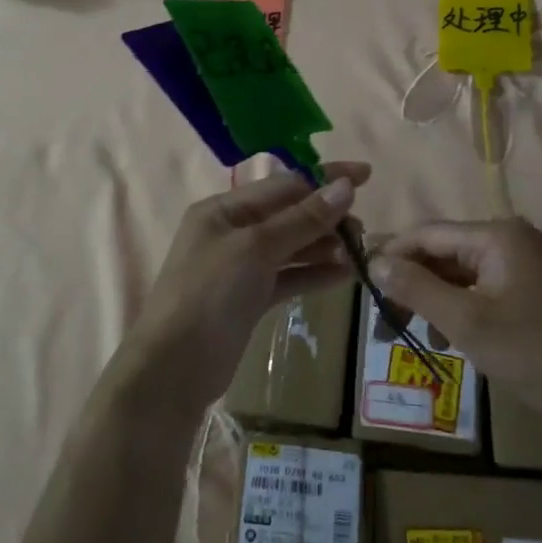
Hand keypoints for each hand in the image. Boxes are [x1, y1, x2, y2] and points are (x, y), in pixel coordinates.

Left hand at [125, 163, 369, 406]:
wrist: (175, 367)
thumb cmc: (210, 294)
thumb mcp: (256, 248)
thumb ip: (302, 219)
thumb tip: (345, 187)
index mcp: (224, 209)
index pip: (283, 184)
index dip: (325, 179)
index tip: (366, 176)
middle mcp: (232, 231)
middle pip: (289, 214)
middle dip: (327, 217)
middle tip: (362, 231)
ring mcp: (241, 267)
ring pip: (292, 246)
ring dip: (325, 246)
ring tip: (360, 253)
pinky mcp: (250, 298)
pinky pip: (289, 277)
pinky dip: (315, 274)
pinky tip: (345, 275)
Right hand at [371, 219, 541, 428]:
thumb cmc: (540, 354)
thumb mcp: (469, 322)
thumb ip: (418, 288)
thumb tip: (375, 262)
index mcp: (497, 236)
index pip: (427, 234)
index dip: (391, 255)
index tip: (361, 282)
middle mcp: (513, 241)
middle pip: (444, 252)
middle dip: (411, 283)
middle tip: (382, 317)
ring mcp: (528, 267)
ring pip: (463, 274)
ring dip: (433, 300)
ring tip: (407, 332)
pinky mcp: (538, 293)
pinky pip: (485, 291)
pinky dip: (461, 310)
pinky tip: (447, 338)